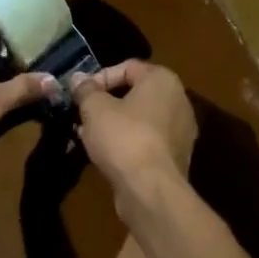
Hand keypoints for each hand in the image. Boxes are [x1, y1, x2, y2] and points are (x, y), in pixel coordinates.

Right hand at [68, 60, 195, 203]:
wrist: (151, 190)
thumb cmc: (124, 138)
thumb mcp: (95, 108)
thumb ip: (85, 89)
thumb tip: (78, 79)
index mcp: (163, 80)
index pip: (127, 67)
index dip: (99, 77)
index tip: (80, 94)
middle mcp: (178, 100)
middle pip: (134, 93)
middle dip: (105, 103)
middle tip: (82, 115)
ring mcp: (180, 130)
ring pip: (139, 119)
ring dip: (113, 124)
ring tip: (88, 136)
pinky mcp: (176, 157)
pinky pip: (146, 140)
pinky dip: (127, 143)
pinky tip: (105, 155)